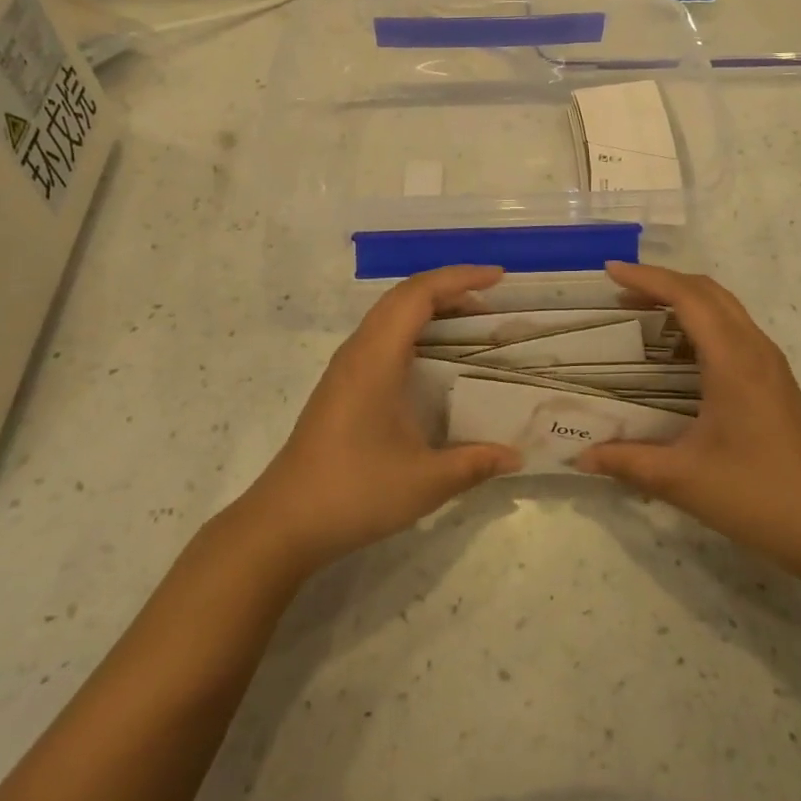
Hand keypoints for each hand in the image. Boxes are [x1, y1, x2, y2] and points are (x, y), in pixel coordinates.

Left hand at [234, 266, 521, 575]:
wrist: (284, 522)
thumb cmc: (355, 492)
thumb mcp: (425, 482)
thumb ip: (474, 463)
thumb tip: (516, 456)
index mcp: (376, 358)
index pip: (419, 294)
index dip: (460, 278)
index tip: (499, 279)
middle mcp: (358, 350)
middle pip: (404, 295)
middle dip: (449, 288)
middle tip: (491, 303)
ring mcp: (346, 367)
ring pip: (390, 314)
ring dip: (430, 307)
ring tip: (470, 323)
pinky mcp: (342, 384)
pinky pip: (382, 335)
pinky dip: (414, 329)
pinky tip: (434, 359)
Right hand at [577, 263, 800, 575]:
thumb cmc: (756, 495)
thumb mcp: (682, 480)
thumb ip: (627, 462)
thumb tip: (581, 455)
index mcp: (733, 361)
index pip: (687, 297)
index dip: (647, 278)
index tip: (610, 272)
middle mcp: (754, 349)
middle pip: (707, 291)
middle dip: (662, 281)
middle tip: (620, 291)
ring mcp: (769, 362)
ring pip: (724, 306)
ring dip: (684, 298)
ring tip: (642, 311)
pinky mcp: (775, 378)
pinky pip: (734, 327)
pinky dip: (701, 319)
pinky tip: (678, 350)